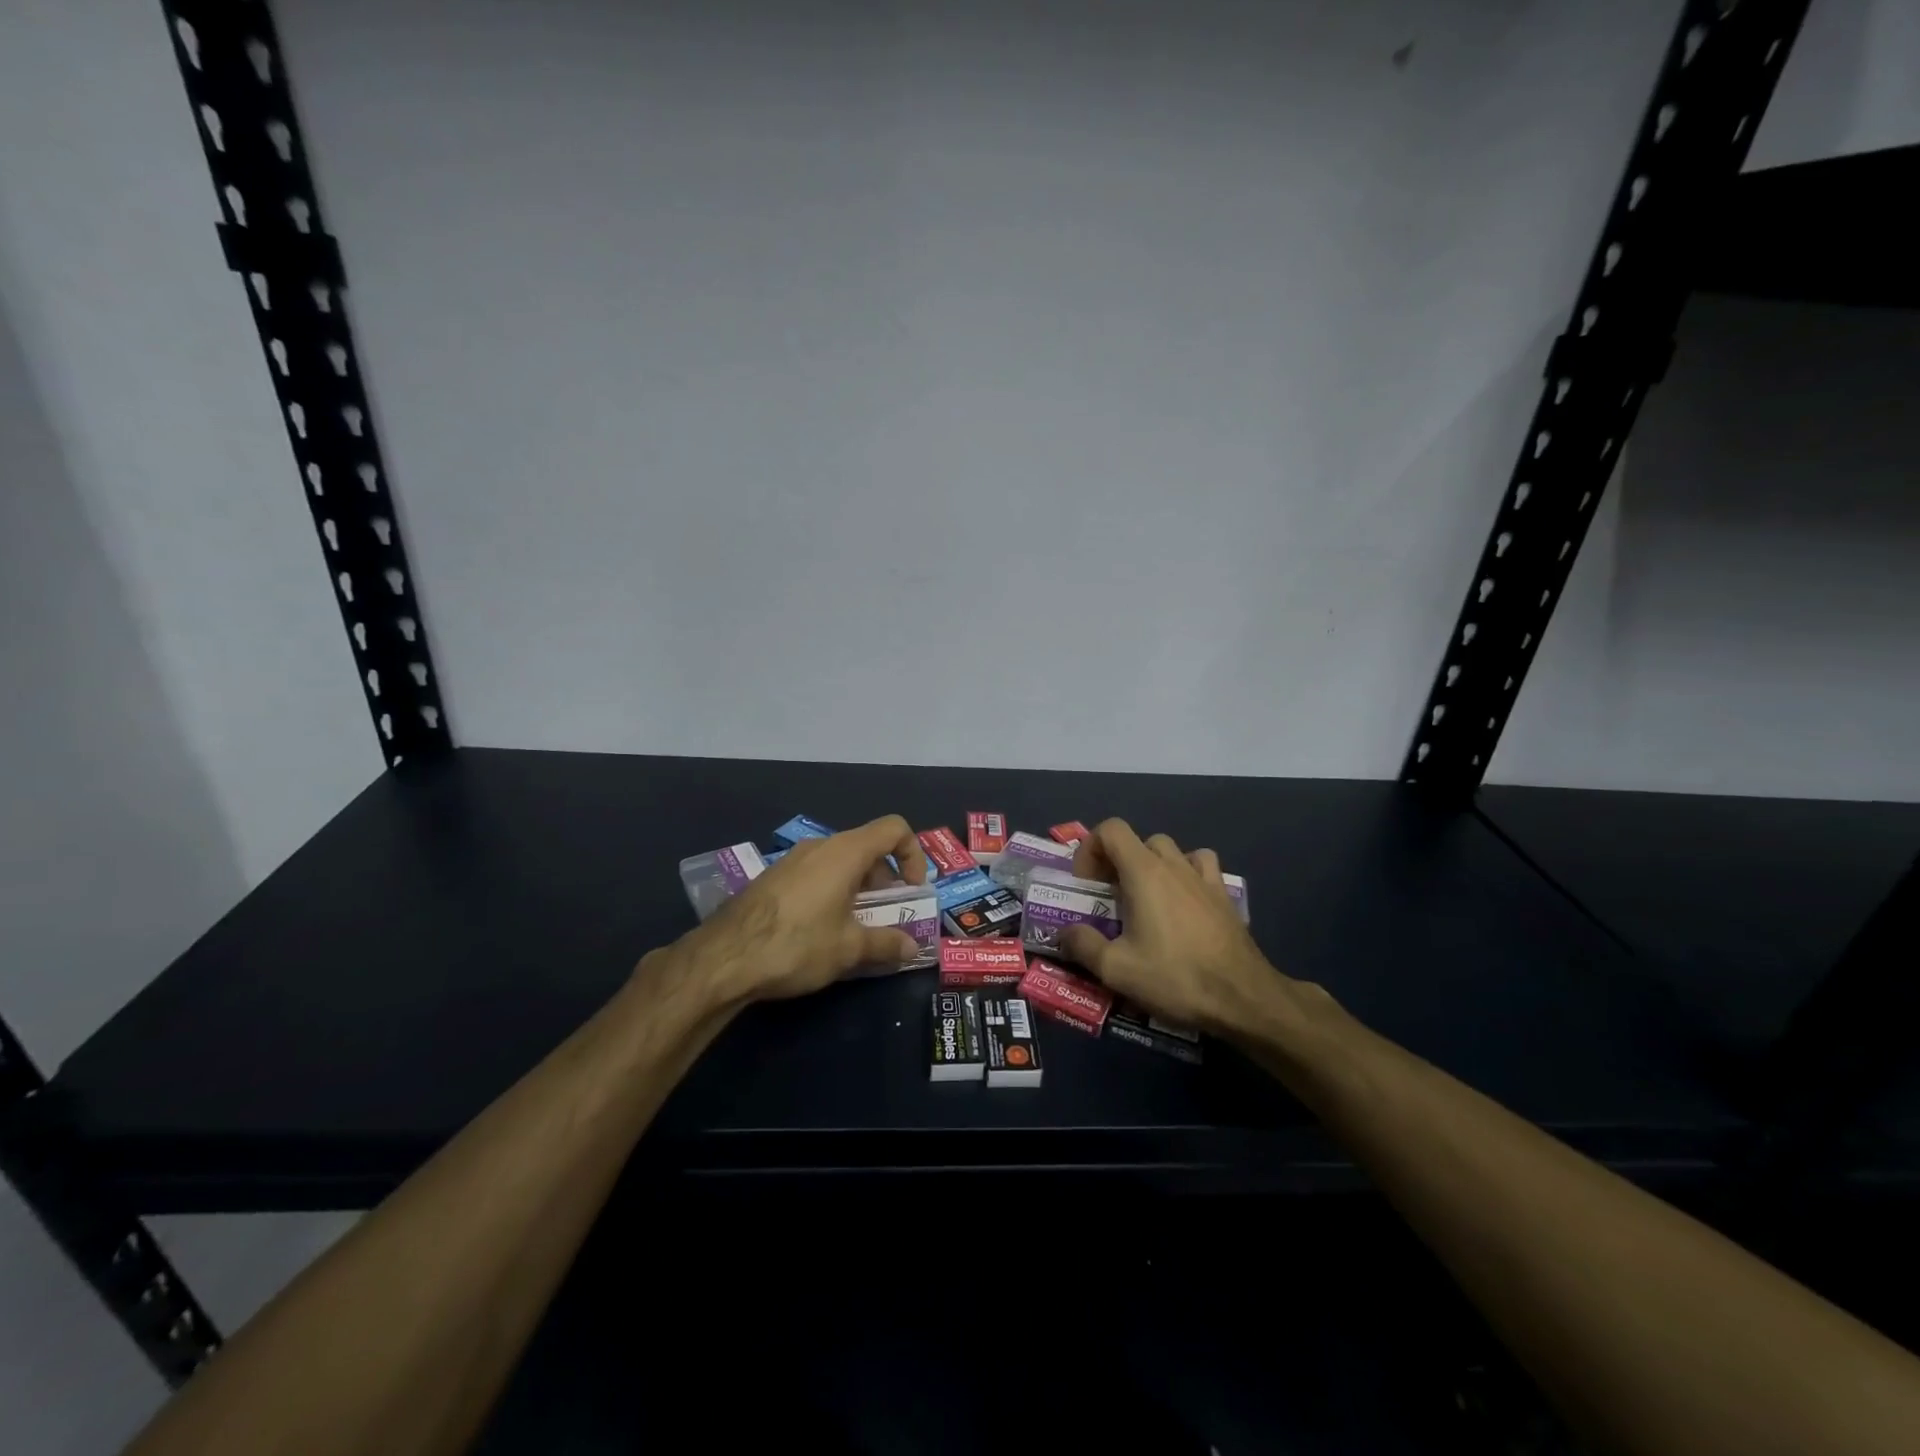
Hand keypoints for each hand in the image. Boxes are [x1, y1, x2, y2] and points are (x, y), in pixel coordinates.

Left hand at [677, 815, 928, 1004]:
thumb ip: (886, 944)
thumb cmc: (796, 945)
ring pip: (839, 862)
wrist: (723, 958)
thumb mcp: (849, 949)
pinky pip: (815, 874)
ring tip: (856, 927)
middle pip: (867, 847)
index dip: (913, 854)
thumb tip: (912, 948)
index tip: (912, 890)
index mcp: (845, 852)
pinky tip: (821, 930)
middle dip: (886, 879)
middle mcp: (820, 847)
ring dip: (858, 888)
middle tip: (887, 915)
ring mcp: (792, 860)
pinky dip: (832, 892)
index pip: (894, 829)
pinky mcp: (773, 878)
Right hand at [1057, 819, 1304, 1035]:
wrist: (1243, 998)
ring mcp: (1203, 878)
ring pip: (1171, 850)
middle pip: (1138, 840)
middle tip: (1111, 897)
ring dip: (1152, 865)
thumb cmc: (1176, 977)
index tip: (1088, 885)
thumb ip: (1083, 945)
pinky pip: (1202, 866)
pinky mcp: (1224, 896)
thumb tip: (1065, 932)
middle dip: (1118, 862)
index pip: (1111, 829)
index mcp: (1144, 872)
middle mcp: (1174, 865)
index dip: (1091, 849)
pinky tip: (1183, 902)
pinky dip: (1187, 873)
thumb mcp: (1117, 969)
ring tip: (1147, 898)